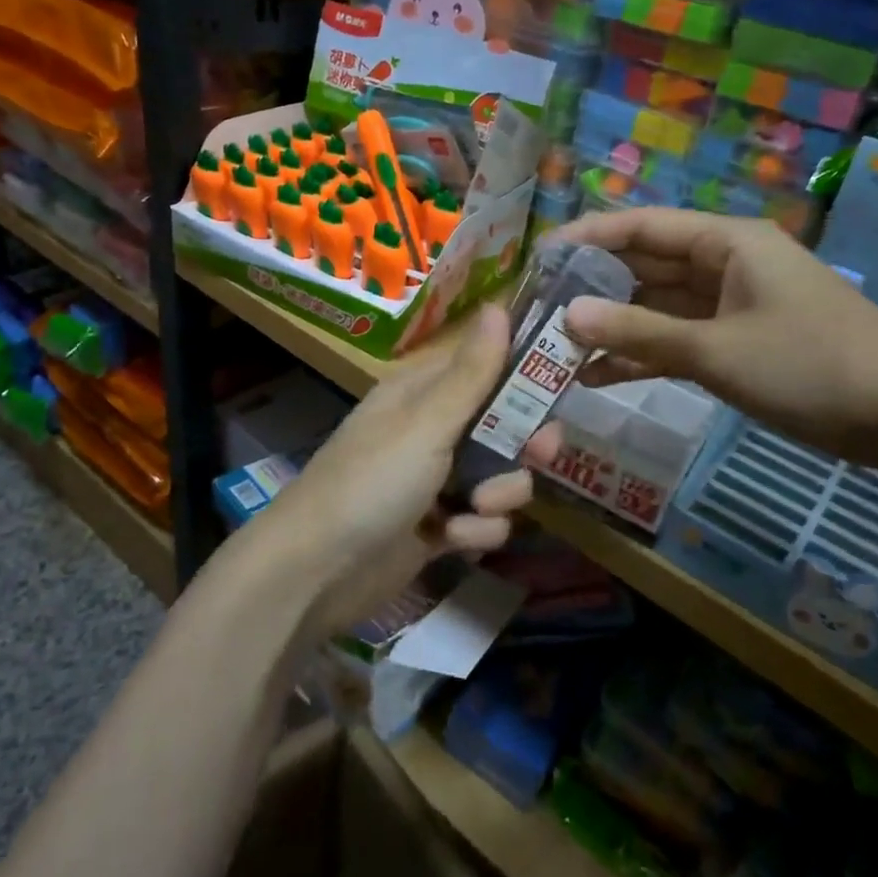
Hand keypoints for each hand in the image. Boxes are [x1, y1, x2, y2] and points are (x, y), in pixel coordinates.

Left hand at [257, 303, 549, 638]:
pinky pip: (482, 520)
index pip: (485, 366)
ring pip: (500, 475)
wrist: (317, 570)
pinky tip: (451, 540)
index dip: (525, 374)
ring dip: (499, 494)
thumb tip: (498, 305)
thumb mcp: (426, 423)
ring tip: (475, 508)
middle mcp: (432, 430)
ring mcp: (435, 480)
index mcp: (422, 392)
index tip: (560, 385)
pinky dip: (474, 531)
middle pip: (502, 424)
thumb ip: (471, 373)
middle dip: (523, 442)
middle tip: (539, 453)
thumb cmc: (372, 481)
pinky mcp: (438, 527)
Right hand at [553, 209, 877, 473]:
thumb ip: (640, 332)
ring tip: (556, 347)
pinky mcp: (735, 344)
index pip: (641, 227)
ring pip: (656, 308)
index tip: (538, 257)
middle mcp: (722, 265)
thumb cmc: (811, 365)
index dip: (587, 237)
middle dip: (593, 287)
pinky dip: (643, 356)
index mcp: (725, 242)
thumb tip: (569, 316)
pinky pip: (677, 341)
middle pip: (644, 266)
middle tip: (538, 309)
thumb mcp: (717, 349)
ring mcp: (729, 306)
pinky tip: (597, 376)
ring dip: (613, 327)